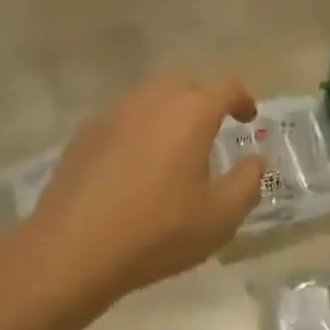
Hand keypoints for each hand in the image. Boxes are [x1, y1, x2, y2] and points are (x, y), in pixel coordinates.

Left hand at [30, 74, 265, 311]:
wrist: (74, 246)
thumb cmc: (157, 230)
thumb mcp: (219, 217)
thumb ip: (248, 182)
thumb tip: (256, 158)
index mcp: (192, 110)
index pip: (227, 86)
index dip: (243, 99)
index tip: (248, 118)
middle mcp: (155, 97)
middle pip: (187, 83)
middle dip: (204, 100)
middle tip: (210, 131)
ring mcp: (117, 109)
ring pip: (152, 96)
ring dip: (169, 112)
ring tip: (173, 148)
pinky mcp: (88, 129)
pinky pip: (125, 116)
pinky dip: (139, 129)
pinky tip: (134, 164)